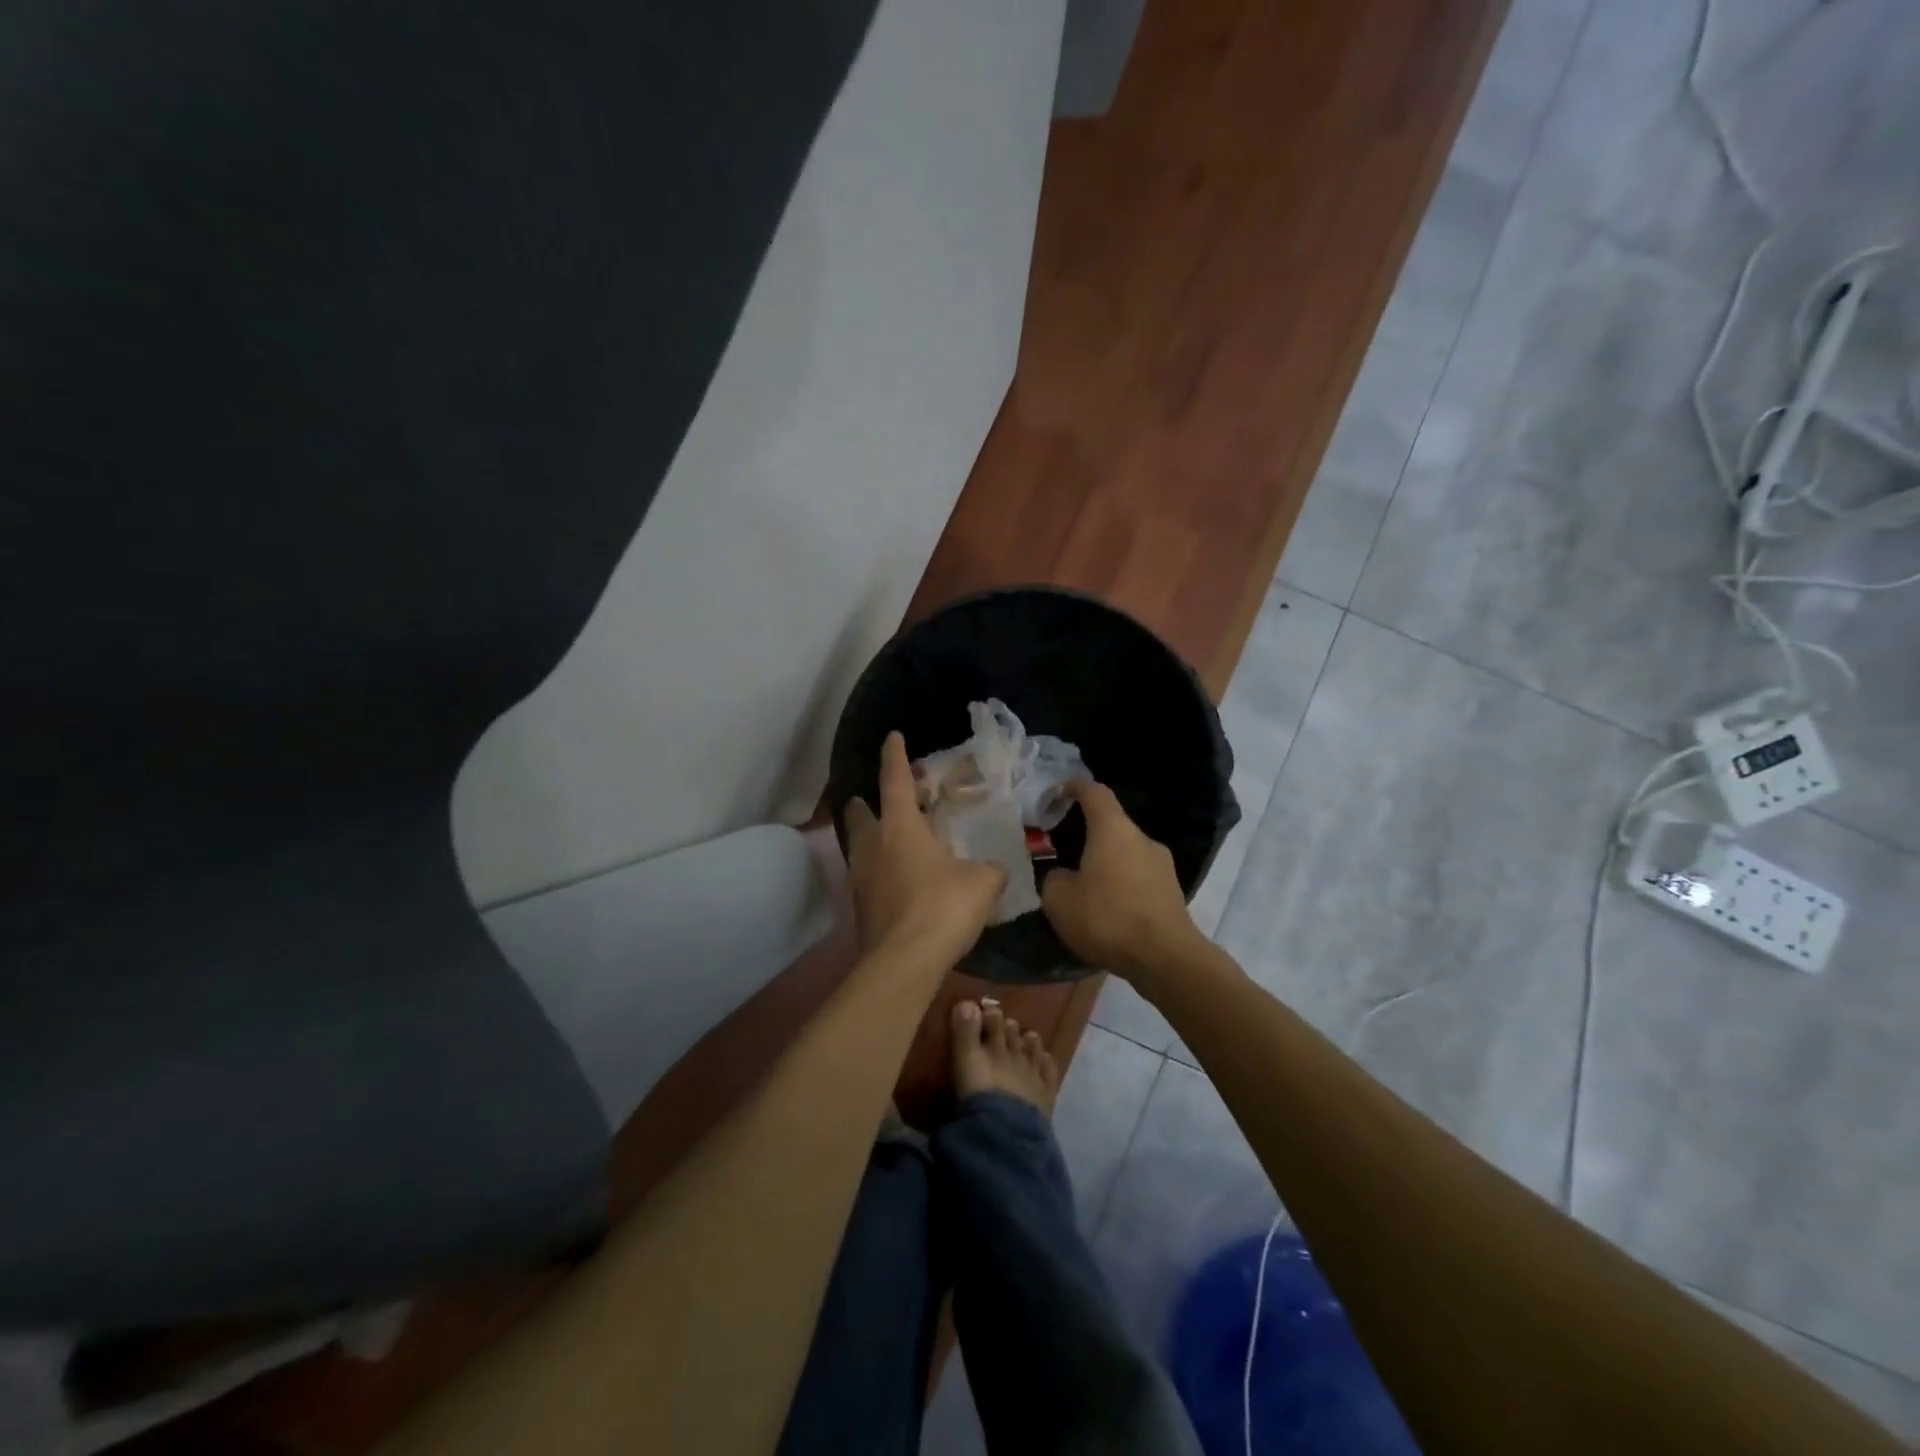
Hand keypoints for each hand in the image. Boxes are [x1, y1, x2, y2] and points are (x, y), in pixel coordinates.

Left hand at [845, 732, 1006, 965]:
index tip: (892, 736)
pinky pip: (865, 878)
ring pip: (858, 847)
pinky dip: (877, 871)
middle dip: (864, 803)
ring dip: (868, 838)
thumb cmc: (942, 908)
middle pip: (859, 814)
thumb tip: (995, 869)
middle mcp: (873, 847)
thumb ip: (990, 870)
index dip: (894, 756)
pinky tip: (896, 882)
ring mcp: (861, 879)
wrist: (903, 963)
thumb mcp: (982, 883)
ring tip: (888, 841)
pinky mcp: (860, 908)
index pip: (894, 780)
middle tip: (876, 800)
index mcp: (900, 828)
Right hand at [1042, 779, 1201, 980]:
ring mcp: (1162, 864)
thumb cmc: (1107, 918)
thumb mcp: (1059, 899)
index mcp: (1112, 829)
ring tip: (1084, 886)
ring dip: (1105, 861)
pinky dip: (1120, 883)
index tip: (1057, 792)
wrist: (1166, 958)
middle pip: (1110, 823)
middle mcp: (1141, 838)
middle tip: (1062, 850)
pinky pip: (1138, 876)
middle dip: (1086, 832)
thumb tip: (1063, 875)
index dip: (1073, 787)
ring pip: (1125, 852)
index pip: (1094, 792)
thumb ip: (1053, 878)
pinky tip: (1108, 909)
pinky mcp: (1171, 890)